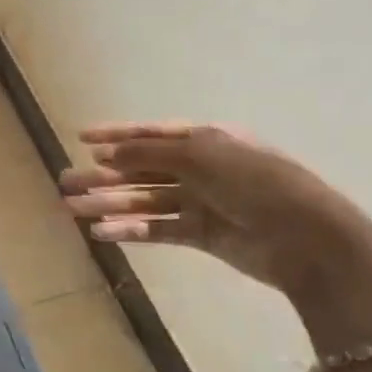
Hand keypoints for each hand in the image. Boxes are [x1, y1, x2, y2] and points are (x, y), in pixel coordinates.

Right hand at [59, 121, 371, 306]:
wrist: (306, 238)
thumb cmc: (255, 183)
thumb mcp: (201, 155)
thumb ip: (149, 153)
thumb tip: (106, 153)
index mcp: (205, 139)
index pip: (152, 133)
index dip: (115, 134)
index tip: (80, 138)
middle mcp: (200, 168)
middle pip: (142, 169)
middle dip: (103, 175)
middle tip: (65, 183)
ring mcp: (200, 201)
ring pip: (143, 200)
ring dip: (108, 204)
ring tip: (72, 210)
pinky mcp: (200, 234)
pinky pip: (157, 229)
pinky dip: (130, 230)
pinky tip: (102, 233)